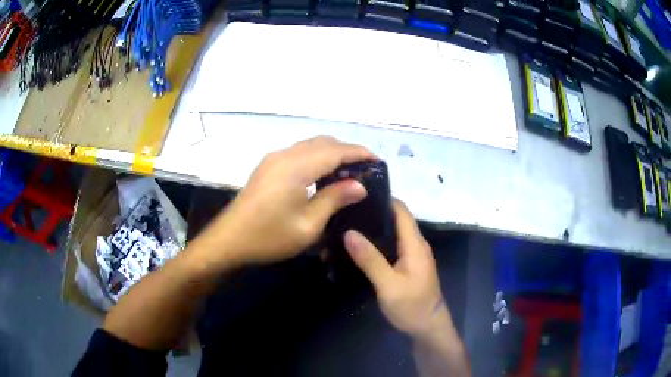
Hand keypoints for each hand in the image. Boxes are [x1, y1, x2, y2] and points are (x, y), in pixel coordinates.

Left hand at [203, 137, 374, 265]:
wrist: (229, 240)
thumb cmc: (269, 237)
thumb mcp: (308, 225)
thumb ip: (334, 199)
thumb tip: (359, 185)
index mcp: (296, 167)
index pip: (335, 151)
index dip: (358, 153)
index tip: (377, 161)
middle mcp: (284, 155)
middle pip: (322, 143)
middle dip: (346, 150)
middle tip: (364, 168)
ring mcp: (273, 159)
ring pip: (309, 146)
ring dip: (330, 152)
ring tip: (348, 171)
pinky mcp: (267, 166)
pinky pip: (298, 153)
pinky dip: (316, 157)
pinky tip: (322, 174)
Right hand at [344, 200, 449, 338]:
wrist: (428, 327)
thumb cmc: (411, 306)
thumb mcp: (388, 285)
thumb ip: (370, 259)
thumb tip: (349, 232)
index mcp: (414, 244)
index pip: (401, 210)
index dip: (382, 199)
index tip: (357, 196)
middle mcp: (415, 244)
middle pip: (395, 219)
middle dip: (372, 214)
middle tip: (345, 212)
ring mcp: (412, 255)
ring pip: (392, 234)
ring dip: (373, 230)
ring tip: (346, 227)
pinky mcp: (407, 265)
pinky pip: (391, 247)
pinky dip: (376, 244)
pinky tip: (358, 248)